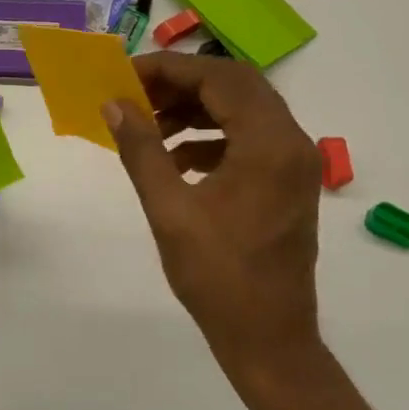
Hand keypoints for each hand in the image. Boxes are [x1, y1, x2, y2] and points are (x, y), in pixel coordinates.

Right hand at [103, 52, 325, 400]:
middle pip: (235, 86)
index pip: (218, 79)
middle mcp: (291, 144)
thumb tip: (114, 104)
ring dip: (195, 109)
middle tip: (135, 95)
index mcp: (269, 145)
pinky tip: (175, 159)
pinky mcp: (288, 184)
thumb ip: (141, 150)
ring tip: (148, 126)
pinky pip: (248, 138)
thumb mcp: (169, 210)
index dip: (169, 70)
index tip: (124, 77)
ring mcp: (294, 164)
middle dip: (181, 84)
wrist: (268, 340)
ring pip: (243, 110)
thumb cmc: (217, 278)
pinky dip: (210, 136)